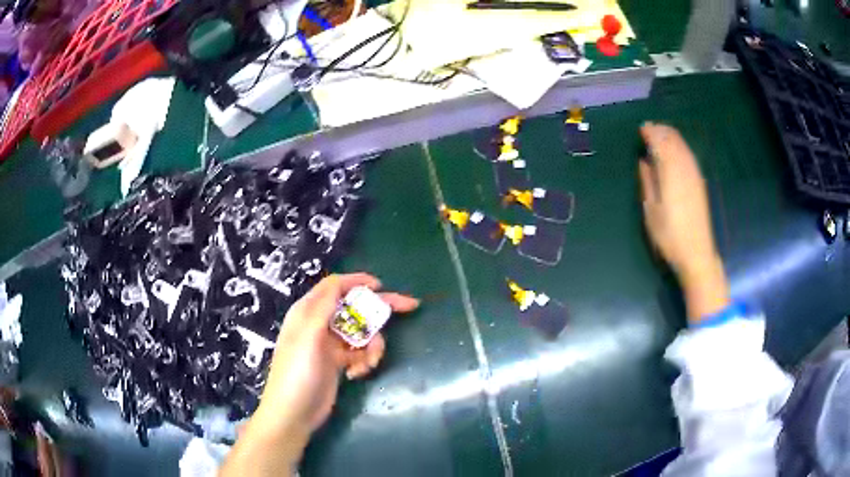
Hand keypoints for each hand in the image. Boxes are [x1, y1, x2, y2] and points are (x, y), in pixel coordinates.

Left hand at [220, 273, 418, 476]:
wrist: (294, 414)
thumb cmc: (298, 373)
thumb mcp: (308, 336)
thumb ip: (324, 306)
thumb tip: (339, 281)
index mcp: (308, 312)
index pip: (335, 287)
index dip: (358, 282)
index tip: (381, 286)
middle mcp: (320, 324)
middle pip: (354, 308)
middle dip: (379, 310)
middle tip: (409, 307)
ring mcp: (330, 344)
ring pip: (361, 332)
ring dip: (372, 344)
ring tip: (371, 362)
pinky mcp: (338, 362)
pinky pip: (360, 352)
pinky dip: (365, 360)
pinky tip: (358, 373)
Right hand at [638, 122, 728, 321]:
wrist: (697, 253)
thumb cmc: (669, 235)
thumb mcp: (651, 211)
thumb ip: (647, 182)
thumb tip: (644, 161)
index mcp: (670, 174)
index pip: (660, 144)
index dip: (651, 133)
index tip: (641, 128)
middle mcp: (684, 169)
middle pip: (674, 140)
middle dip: (661, 131)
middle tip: (649, 128)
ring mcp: (695, 175)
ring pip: (683, 146)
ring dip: (671, 136)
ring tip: (660, 133)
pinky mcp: (699, 182)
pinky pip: (689, 155)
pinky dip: (680, 146)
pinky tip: (675, 149)